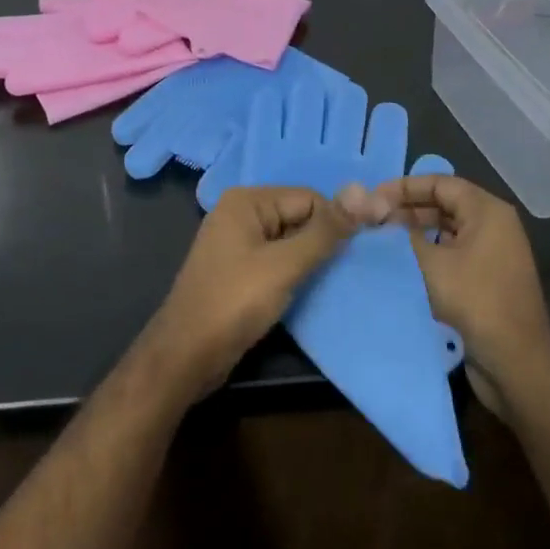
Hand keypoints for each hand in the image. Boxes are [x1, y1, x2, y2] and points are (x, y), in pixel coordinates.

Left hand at [142, 187, 354, 397]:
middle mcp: (240, 214)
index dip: (335, 223)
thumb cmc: (234, 303)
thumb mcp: (285, 265)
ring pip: (290, 241)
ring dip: (311, 259)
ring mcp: (237, 243)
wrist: (185, 356)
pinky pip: (277, 261)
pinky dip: (295, 273)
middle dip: (323, 240)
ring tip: (334, 281)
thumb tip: (363, 191)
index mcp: (247, 201)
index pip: (308, 198)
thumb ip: (324, 231)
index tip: (358, 252)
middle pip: (298, 216)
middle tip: (349, 269)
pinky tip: (311, 291)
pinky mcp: (238, 271)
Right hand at [359, 174, 549, 412]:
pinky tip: (400, 265)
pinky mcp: (486, 279)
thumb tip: (378, 220)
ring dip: (414, 234)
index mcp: (487, 211)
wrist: (515, 364)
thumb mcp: (431, 264)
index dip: (404, 187)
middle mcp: (493, 226)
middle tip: (371, 222)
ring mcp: (492, 254)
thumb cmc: (474, 302)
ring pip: (446, 230)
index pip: (440, 183)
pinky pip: (451, 254)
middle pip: (443, 204)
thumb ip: (401, 236)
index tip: (372, 199)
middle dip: (406, 210)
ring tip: (380, 242)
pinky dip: (427, 254)